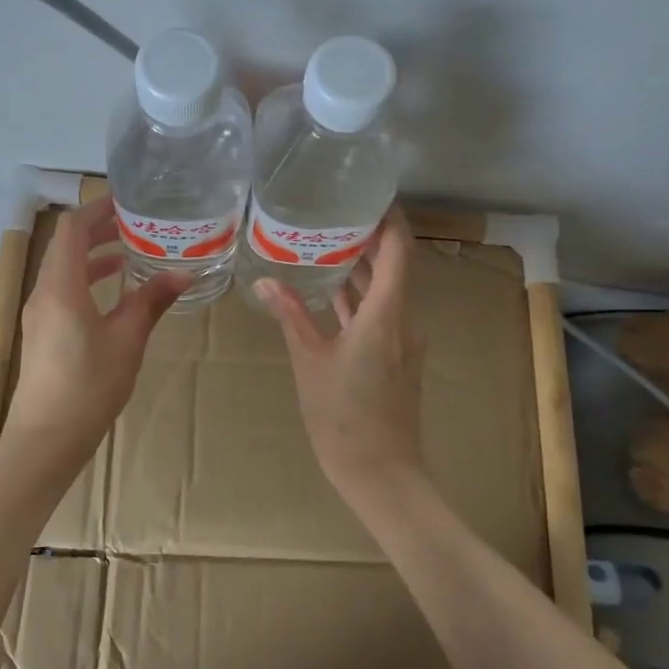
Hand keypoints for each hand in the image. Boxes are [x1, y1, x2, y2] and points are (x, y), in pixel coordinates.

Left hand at [1, 195, 187, 469]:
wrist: (47, 438)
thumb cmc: (89, 385)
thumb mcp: (127, 340)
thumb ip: (152, 301)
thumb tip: (184, 275)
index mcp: (61, 286)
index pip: (73, 229)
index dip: (98, 209)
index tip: (127, 202)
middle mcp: (44, 292)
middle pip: (66, 246)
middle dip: (98, 229)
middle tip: (135, 223)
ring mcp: (39, 313)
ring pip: (63, 269)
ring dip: (92, 256)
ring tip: (129, 253)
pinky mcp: (42, 332)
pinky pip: (62, 290)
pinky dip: (86, 280)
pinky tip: (113, 292)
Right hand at [257, 207, 429, 504]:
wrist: (381, 473)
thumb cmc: (343, 416)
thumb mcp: (310, 361)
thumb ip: (292, 316)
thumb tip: (265, 280)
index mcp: (386, 314)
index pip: (399, 250)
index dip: (389, 219)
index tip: (368, 195)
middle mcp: (403, 320)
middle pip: (395, 266)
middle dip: (369, 239)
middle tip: (334, 214)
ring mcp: (403, 341)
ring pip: (387, 291)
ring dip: (364, 269)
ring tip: (328, 244)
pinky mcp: (397, 358)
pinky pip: (382, 314)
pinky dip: (361, 297)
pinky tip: (333, 293)